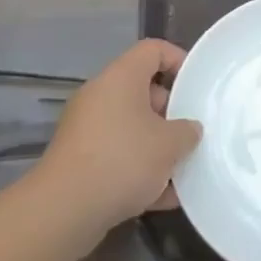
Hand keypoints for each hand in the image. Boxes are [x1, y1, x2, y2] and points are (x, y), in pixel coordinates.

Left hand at [34, 39, 202, 239]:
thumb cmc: (123, 160)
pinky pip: (117, 155)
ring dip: (157, 146)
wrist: (64, 210)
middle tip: (192, 133)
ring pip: (131, 127)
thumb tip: (188, 129)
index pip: (152, 50)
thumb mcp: (170, 145)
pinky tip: (162, 197)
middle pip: (143, 91)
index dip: (178, 60)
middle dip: (171, 112)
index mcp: (121, 77)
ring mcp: (86, 128)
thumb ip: (187, 131)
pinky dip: (138, 170)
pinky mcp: (79, 160)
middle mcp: (100, 95)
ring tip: (182, 169)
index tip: (197, 85)